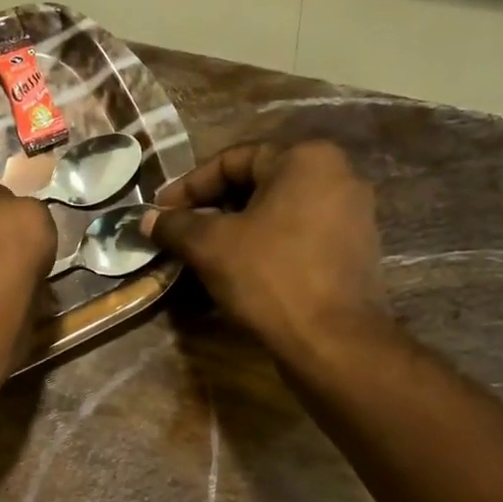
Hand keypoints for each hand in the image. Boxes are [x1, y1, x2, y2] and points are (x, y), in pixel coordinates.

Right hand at [143, 141, 390, 360]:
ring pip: (277, 211)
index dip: (189, 186)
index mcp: (306, 159)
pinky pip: (298, 235)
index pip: (233, 160)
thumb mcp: (210, 246)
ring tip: (203, 253)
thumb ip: (176, 225)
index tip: (161, 211)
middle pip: (257, 183)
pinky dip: (264, 245)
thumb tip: (148, 219)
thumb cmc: (270, 277)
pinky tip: (239, 270)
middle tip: (180, 232)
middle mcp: (338, 176)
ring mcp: (352, 215)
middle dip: (212, 207)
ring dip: (236, 228)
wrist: (333, 342)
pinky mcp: (354, 250)